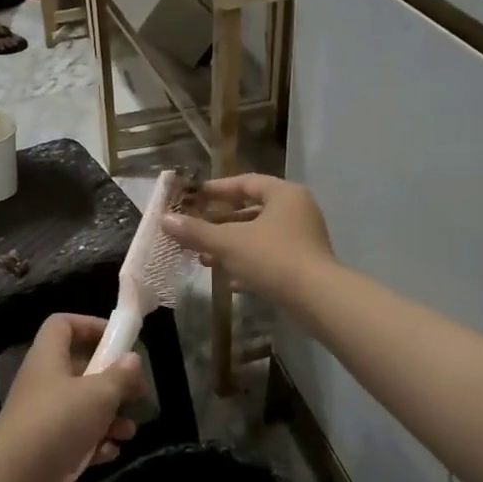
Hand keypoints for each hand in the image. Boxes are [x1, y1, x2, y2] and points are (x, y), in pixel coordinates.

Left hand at [0, 315, 146, 481]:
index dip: (90, 325)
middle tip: (138, 393)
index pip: (63, 324)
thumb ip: (120, 376)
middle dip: (113, 382)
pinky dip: (94, 443)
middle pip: (81, 369)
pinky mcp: (46, 447)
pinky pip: (76, 437)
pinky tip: (109, 453)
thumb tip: (132, 359)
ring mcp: (43, 416)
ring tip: (129, 432)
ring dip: (110, 418)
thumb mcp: (98, 394)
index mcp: (49, 358)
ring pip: (83, 407)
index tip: (118, 340)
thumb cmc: (58, 421)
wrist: (14, 478)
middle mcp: (44, 382)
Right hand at [162, 174, 334, 305]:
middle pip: (252, 210)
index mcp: (284, 194)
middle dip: (221, 223)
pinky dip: (250, 265)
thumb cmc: (273, 258)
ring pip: (260, 236)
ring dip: (232, 246)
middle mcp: (297, 210)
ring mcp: (303, 238)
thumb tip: (164, 220)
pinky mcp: (304, 264)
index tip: (195, 197)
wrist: (317, 299)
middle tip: (196, 229)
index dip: (218, 189)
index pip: (246, 182)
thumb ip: (197, 232)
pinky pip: (271, 257)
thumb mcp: (229, 243)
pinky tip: (230, 282)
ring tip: (205, 259)